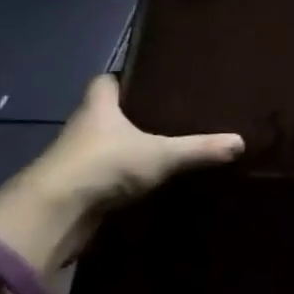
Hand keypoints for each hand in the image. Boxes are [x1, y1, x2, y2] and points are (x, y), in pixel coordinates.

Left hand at [0, 76, 243, 273]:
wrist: (53, 215)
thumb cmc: (103, 164)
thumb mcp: (159, 154)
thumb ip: (198, 148)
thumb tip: (240, 142)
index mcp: (98, 105)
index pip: (106, 80)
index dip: (123, 78)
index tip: (149, 79)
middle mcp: (82, 127)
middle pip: (105, 113)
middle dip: (130, 114)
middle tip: (167, 114)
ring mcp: (75, 160)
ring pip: (103, 147)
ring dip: (123, 149)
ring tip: (162, 148)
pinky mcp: (75, 191)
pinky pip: (102, 177)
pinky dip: (119, 179)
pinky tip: (144, 183)